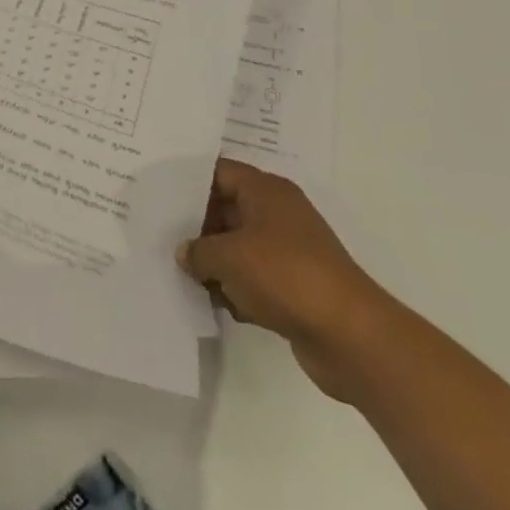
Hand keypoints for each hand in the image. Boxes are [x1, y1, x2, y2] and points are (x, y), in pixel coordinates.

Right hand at [176, 158, 395, 401]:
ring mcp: (289, 251)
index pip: (218, 172)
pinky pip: (254, 278)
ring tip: (181, 274)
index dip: (188, 182)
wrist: (352, 337)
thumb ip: (196, 250)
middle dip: (196, 227)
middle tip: (160, 237)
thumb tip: (185, 253)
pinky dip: (236, 289)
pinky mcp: (295, 287)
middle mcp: (278, 214)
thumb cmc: (285, 276)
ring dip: (214, 262)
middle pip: (226, 210)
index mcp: (266, 191)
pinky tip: (215, 303)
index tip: (158, 195)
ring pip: (238, 247)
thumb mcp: (227, 257)